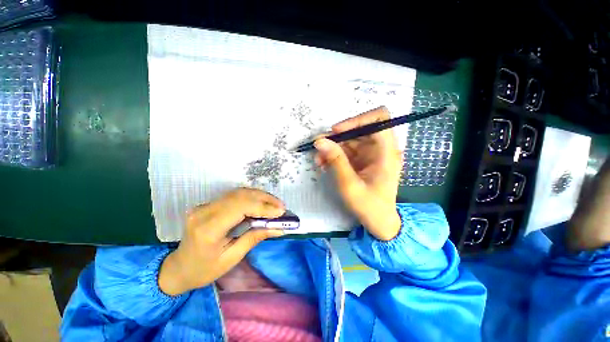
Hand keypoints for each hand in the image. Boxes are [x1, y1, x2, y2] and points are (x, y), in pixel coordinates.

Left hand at [158, 188, 284, 295]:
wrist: (179, 268)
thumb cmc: (204, 270)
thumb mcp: (232, 258)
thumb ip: (255, 238)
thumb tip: (279, 228)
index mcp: (208, 228)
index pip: (240, 207)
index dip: (263, 207)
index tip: (281, 211)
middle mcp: (204, 211)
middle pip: (240, 195)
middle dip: (264, 199)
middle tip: (281, 206)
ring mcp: (204, 205)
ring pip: (238, 192)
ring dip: (259, 196)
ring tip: (275, 204)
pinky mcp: (208, 204)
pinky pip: (234, 196)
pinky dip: (251, 197)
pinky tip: (261, 202)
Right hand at [314, 106, 402, 240]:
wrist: (378, 222)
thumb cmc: (369, 206)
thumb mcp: (349, 185)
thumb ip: (335, 161)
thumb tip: (320, 140)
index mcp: (387, 152)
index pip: (380, 119)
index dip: (357, 120)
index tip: (337, 131)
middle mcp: (381, 149)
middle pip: (360, 129)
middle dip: (338, 136)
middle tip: (320, 145)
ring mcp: (371, 154)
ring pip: (350, 140)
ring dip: (333, 147)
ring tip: (318, 160)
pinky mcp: (363, 160)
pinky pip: (347, 150)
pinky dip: (334, 155)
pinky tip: (324, 164)